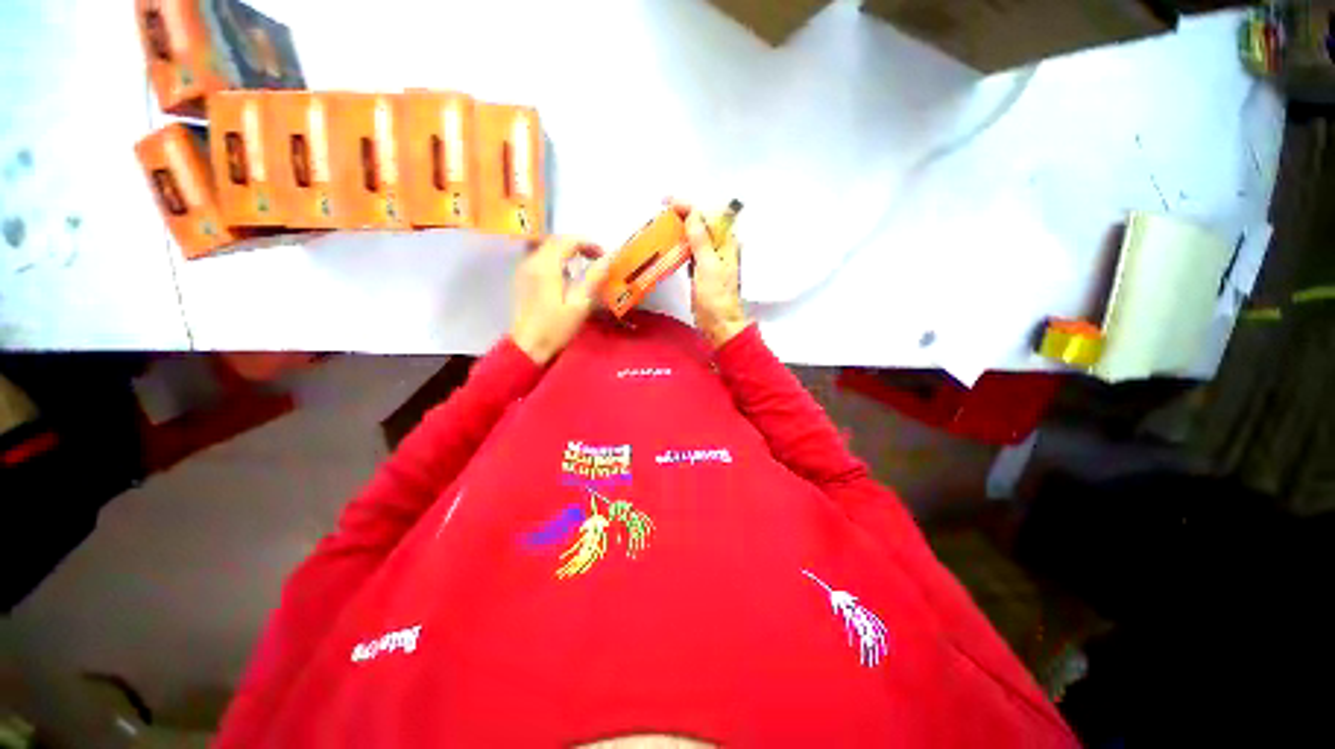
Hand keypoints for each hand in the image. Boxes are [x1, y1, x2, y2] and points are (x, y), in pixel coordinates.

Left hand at [510, 236, 613, 364]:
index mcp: (546, 267)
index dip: (588, 243)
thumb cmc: (555, 329)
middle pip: (556, 241)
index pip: (568, 241)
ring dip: (568, 251)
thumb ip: (593, 278)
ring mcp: (524, 270)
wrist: (527, 347)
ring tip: (585, 265)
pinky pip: (541, 258)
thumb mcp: (579, 305)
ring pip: (547, 248)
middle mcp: (532, 262)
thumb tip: (608, 259)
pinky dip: (557, 259)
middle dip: (578, 245)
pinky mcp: (523, 279)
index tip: (604, 256)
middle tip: (597, 258)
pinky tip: (567, 275)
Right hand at [670, 200, 748, 347]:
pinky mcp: (702, 271)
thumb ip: (701, 240)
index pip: (708, 216)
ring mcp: (711, 260)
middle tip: (662, 211)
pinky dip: (681, 246)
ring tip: (663, 224)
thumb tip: (692, 214)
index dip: (689, 206)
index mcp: (726, 243)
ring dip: (681, 229)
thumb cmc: (715, 297)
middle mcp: (720, 248)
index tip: (668, 202)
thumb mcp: (708, 266)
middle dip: (684, 215)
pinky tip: (670, 244)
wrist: (719, 324)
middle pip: (702, 224)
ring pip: (696, 238)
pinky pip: (691, 252)